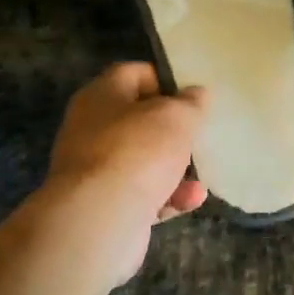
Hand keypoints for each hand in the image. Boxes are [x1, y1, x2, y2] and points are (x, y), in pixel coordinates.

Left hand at [37, 63, 207, 289]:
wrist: (100, 220)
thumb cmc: (138, 151)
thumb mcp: (176, 117)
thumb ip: (190, 103)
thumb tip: (196, 94)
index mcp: (101, 96)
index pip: (132, 73)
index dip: (163, 79)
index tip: (191, 93)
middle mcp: (91, 129)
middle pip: (138, 120)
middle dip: (171, 130)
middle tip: (199, 133)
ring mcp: (96, 170)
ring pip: (142, 160)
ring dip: (175, 167)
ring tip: (202, 173)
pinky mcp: (105, 206)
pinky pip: (142, 194)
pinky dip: (167, 196)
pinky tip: (191, 200)